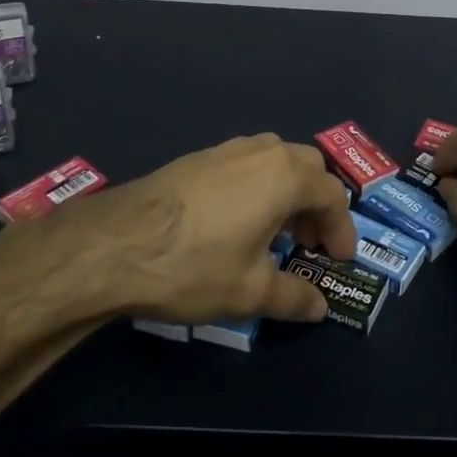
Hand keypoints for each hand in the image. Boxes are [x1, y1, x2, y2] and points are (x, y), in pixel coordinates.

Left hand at [58, 134, 357, 324]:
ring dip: (288, 191)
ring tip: (275, 231)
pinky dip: (259, 186)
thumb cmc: (195, 265)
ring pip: (275, 160)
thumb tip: (320, 307)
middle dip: (317, 204)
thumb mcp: (250, 292)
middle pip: (308, 167)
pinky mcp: (198, 157)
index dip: (342, 229)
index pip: (333, 195)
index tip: (337, 259)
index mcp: (286, 176)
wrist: (115, 244)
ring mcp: (227, 149)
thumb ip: (293, 297)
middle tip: (308, 242)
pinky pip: (246, 164)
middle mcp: (262, 151)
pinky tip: (237, 222)